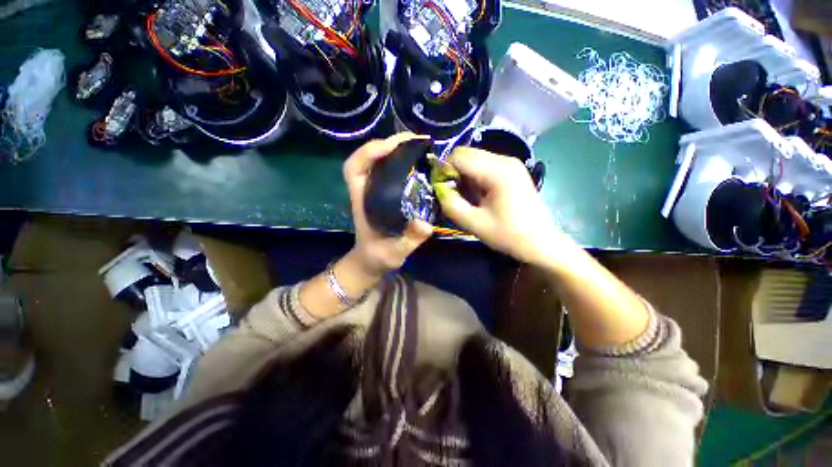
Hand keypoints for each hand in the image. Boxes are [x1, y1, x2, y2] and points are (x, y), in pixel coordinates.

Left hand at [343, 133, 433, 275]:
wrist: (373, 260)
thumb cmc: (379, 255)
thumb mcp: (394, 252)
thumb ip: (408, 240)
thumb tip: (425, 224)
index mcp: (362, 200)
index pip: (354, 168)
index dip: (369, 152)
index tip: (392, 147)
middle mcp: (366, 190)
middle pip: (368, 157)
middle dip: (389, 144)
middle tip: (415, 140)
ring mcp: (375, 190)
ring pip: (379, 161)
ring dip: (397, 149)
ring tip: (419, 145)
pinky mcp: (385, 193)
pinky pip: (390, 170)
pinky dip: (402, 160)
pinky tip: (417, 161)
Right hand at [436, 147, 575, 265]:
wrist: (541, 242)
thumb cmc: (509, 235)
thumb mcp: (474, 223)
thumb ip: (451, 204)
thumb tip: (437, 188)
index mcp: (497, 171)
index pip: (459, 156)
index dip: (443, 170)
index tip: (440, 190)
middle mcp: (504, 160)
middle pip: (467, 154)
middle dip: (453, 172)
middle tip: (452, 195)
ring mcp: (510, 163)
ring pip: (474, 159)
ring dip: (464, 176)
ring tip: (466, 198)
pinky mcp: (512, 170)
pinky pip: (484, 166)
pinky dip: (474, 177)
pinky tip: (478, 195)